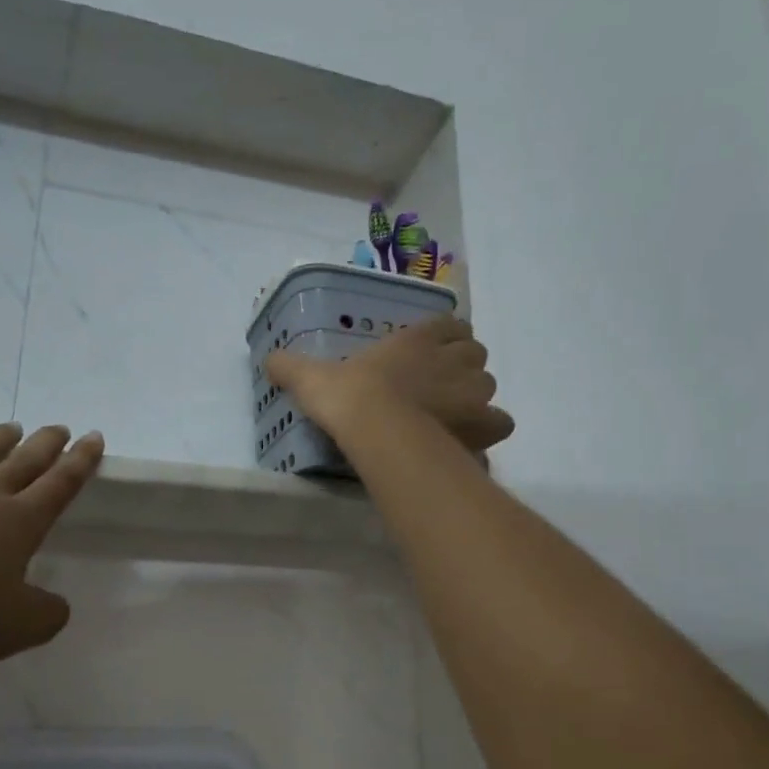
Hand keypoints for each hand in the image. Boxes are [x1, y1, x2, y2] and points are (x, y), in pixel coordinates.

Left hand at [0, 423, 103, 675]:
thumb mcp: (23, 628)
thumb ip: (48, 612)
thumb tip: (55, 603)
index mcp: (21, 522)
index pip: (61, 483)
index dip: (81, 461)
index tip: (94, 438)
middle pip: (23, 461)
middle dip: (46, 443)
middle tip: (59, 428)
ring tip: (10, 428)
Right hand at [268, 315, 514, 452]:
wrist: (376, 429)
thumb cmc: (349, 396)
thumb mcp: (313, 377)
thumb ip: (293, 367)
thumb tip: (269, 360)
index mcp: (418, 339)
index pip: (451, 326)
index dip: (446, 338)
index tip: (434, 352)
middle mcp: (452, 359)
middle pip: (475, 355)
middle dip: (462, 368)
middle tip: (440, 388)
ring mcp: (472, 392)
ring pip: (488, 386)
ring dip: (475, 397)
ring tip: (453, 415)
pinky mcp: (482, 425)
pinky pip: (499, 423)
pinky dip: (488, 431)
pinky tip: (470, 442)